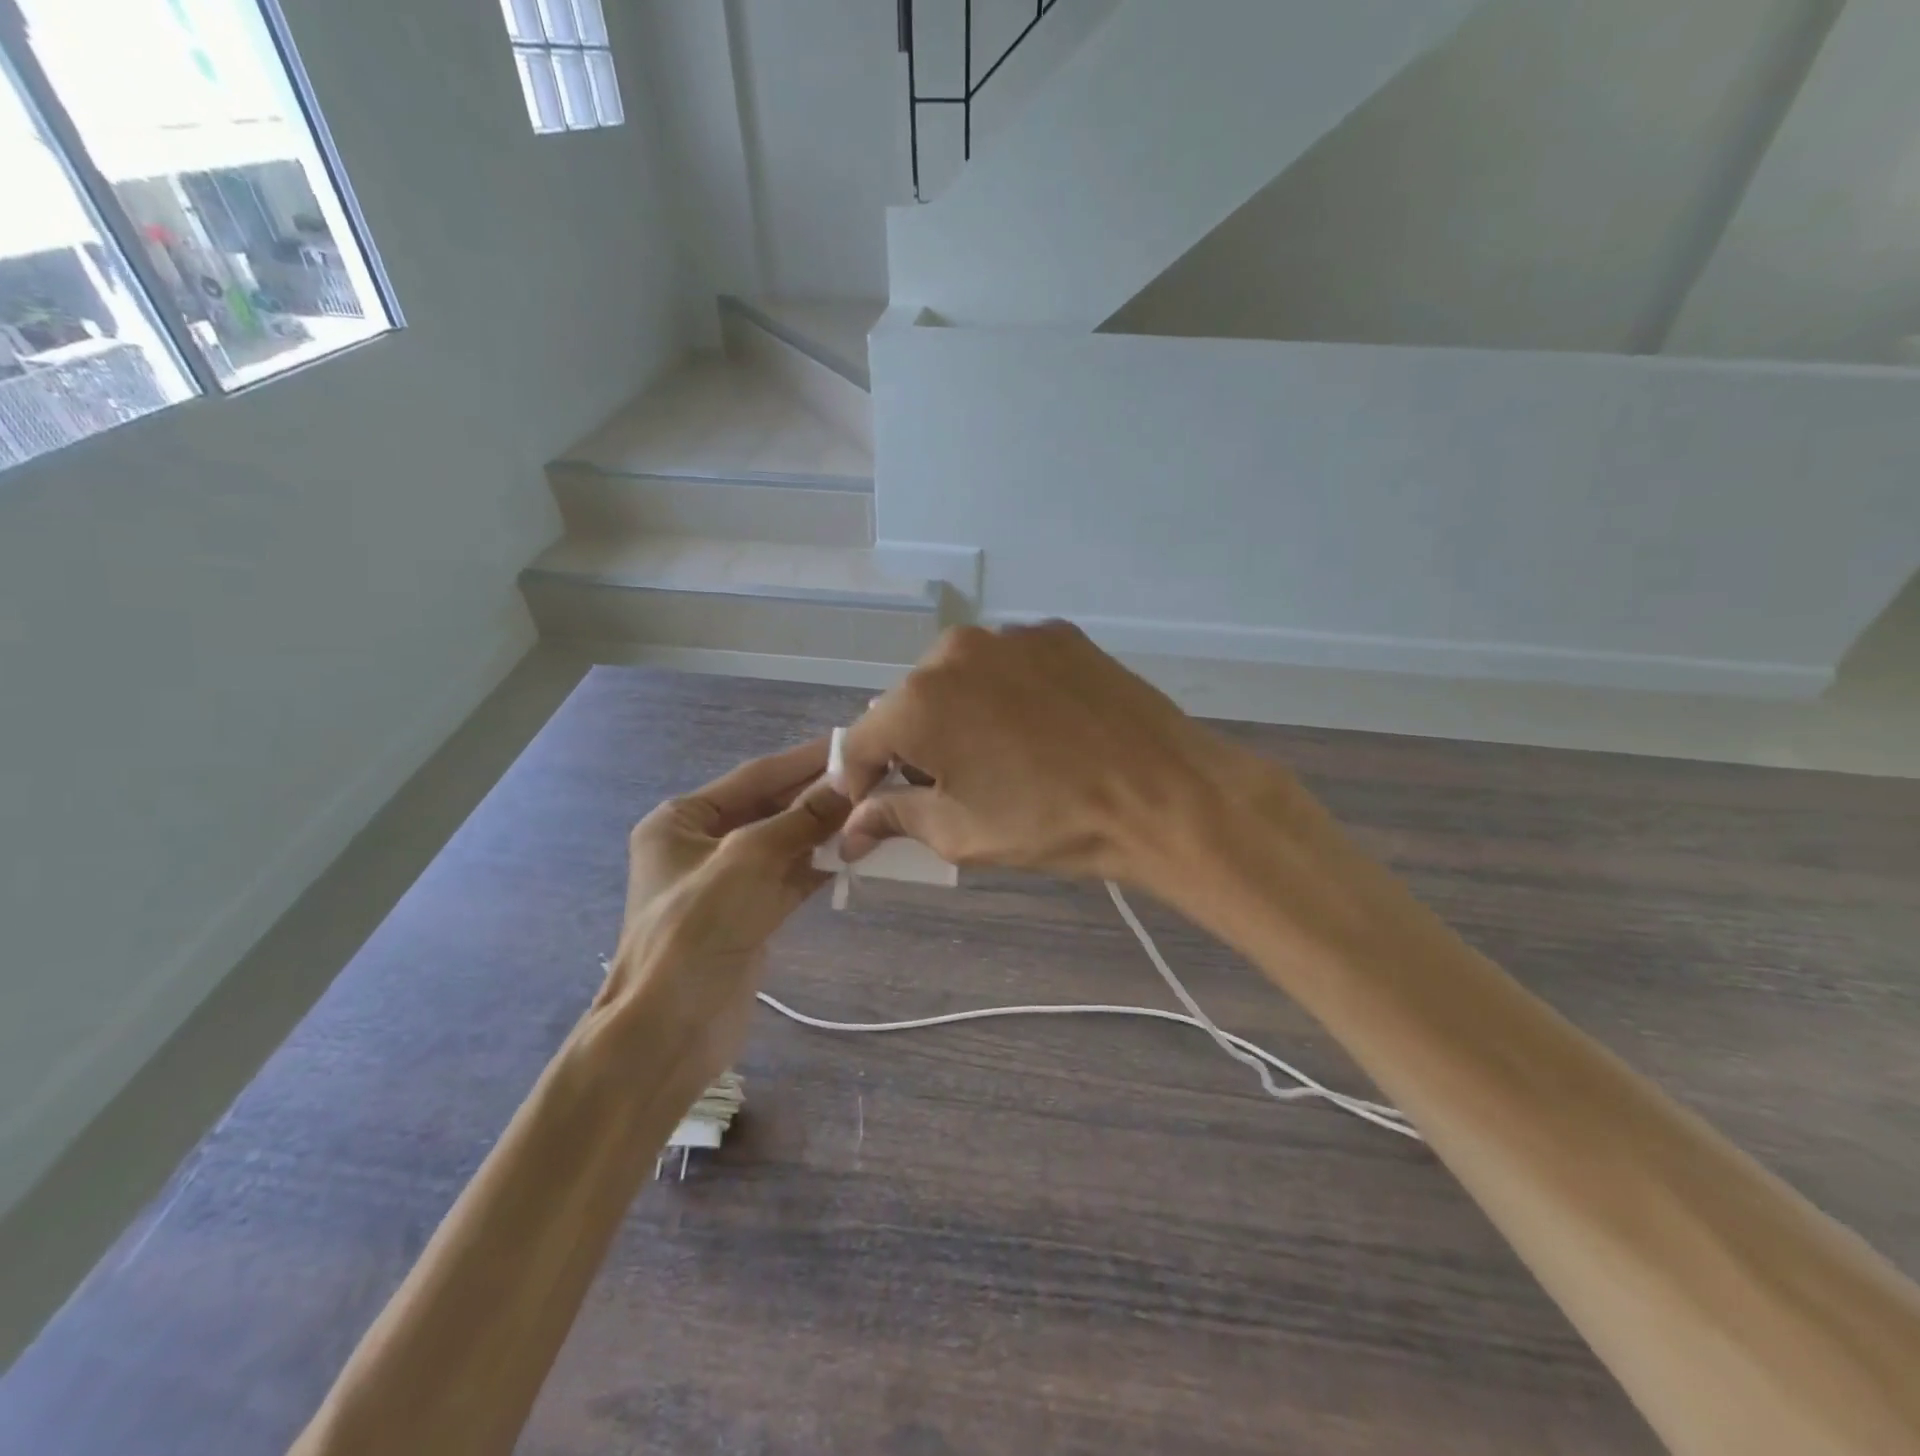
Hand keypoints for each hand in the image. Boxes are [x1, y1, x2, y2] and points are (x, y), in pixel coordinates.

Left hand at [599, 740, 848, 1096]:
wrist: (669, 1031)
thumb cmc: (695, 930)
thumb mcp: (748, 861)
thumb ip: (801, 819)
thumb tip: (849, 783)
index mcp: (682, 820)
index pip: (755, 776)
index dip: (803, 760)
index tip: (851, 744)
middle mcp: (702, 844)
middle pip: (771, 808)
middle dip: (819, 796)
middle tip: (875, 778)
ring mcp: (727, 881)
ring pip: (786, 843)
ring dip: (826, 831)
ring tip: (876, 812)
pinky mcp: (749, 914)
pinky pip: (791, 877)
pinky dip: (822, 865)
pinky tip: (858, 853)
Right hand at [837, 622, 1274, 889]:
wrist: (1161, 794)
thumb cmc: (1050, 822)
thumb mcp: (961, 833)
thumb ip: (895, 818)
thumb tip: (853, 827)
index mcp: (918, 701)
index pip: (861, 741)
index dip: (859, 779)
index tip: (870, 807)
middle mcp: (954, 652)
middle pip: (909, 704)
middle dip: (913, 746)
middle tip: (942, 786)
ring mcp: (1010, 636)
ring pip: (959, 679)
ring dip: (960, 715)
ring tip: (997, 755)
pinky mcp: (1056, 634)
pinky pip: (1008, 666)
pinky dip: (1006, 694)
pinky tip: (1038, 728)